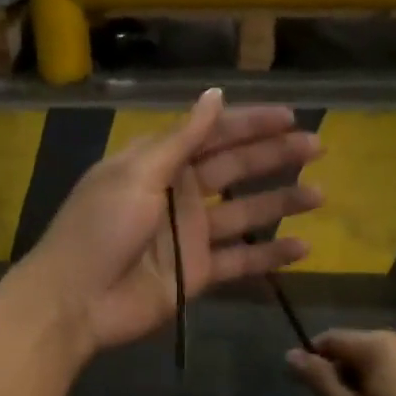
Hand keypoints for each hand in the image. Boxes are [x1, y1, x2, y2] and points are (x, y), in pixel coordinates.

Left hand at [24, 89, 322, 352]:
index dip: (249, 124)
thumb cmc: (101, 228)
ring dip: (281, 202)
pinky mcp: (198, 273)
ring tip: (319, 194)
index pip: (212, 135)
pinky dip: (270, 256)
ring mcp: (190, 236)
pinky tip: (303, 249)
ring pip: (245, 214)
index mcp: (158, 164)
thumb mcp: (137, 175)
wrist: (76, 300)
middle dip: (274, 156)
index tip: (289, 117)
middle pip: (234, 170)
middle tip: (317, 147)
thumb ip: (182, 140)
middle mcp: (179, 195)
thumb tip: (214, 95)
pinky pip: (241, 261)